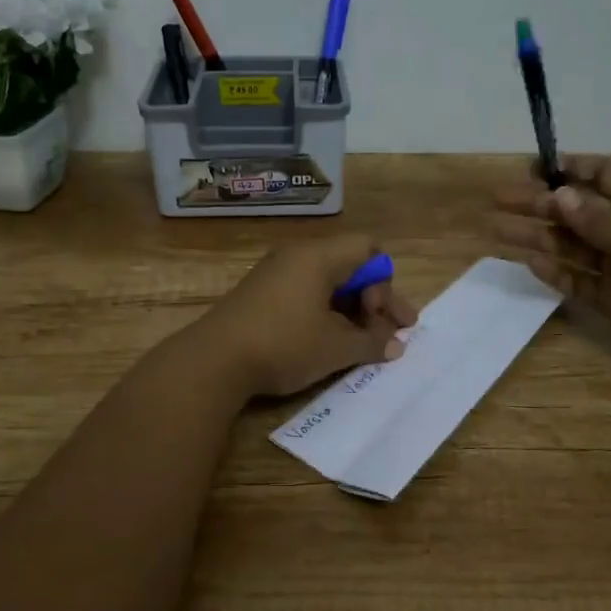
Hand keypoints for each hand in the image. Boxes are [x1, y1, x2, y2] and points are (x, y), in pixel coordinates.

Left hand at [193, 234, 417, 398]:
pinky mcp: (261, 296)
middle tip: (391, 335)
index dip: (386, 283)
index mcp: (318, 257)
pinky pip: (306, 294)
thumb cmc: (283, 345)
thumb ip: (372, 343)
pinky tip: (330, 343)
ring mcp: (275, 275)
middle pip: (350, 266)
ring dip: (351, 311)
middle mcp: (297, 257)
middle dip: (375, 301)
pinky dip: (326, 314)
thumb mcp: (335, 348)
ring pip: (328, 284)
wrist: (213, 361)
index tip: (387, 318)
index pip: (368, 248)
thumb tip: (396, 345)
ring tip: (363, 344)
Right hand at [489, 156, 610, 377]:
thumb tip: (558, 196)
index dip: (568, 169)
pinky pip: (577, 282)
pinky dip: (554, 273)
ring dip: (536, 237)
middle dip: (538, 204)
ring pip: (569, 247)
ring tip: (496, 231)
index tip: (532, 166)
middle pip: (574, 212)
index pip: (600, 175)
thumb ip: (597, 221)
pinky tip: (528, 263)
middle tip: (498, 200)